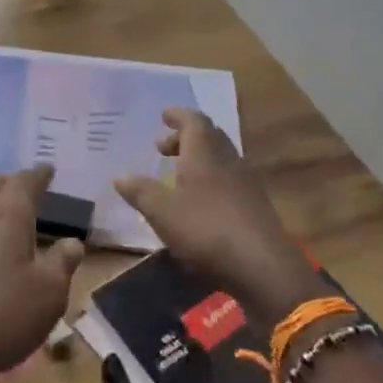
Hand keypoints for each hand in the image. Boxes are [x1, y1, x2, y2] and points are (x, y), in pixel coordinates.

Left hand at [0, 165, 84, 382]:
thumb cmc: (0, 316)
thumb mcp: (48, 296)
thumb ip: (62, 264)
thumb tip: (72, 242)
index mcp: (7, 217)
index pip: (24, 183)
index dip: (38, 175)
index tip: (47, 169)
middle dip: (10, 184)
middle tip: (24, 189)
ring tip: (0, 216)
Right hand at [115, 109, 324, 318]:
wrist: (262, 267)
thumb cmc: (206, 230)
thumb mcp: (162, 212)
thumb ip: (141, 192)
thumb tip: (120, 176)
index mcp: (205, 154)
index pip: (194, 122)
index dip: (178, 116)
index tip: (164, 115)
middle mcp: (228, 162)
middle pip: (209, 138)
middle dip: (185, 138)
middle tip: (163, 147)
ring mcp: (245, 185)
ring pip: (220, 160)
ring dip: (198, 160)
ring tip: (176, 174)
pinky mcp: (254, 207)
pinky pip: (228, 181)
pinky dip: (209, 180)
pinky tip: (198, 201)